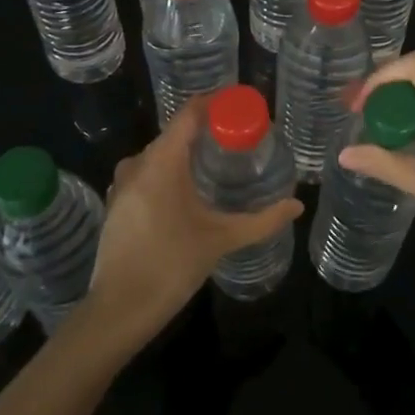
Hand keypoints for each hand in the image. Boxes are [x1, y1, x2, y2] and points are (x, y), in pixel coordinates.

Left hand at [79, 98, 300, 351]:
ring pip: (161, 153)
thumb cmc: (171, 266)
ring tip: (219, 160)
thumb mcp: (222, 240)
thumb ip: (262, 220)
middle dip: (207, 129)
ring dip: (188, 152)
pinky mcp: (117, 203)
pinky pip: (148, 172)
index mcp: (162, 162)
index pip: (190, 113)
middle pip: (176, 132)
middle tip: (239, 136)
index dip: (216, 103)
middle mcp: (138, 163)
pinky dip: (170, 170)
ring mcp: (123, 184)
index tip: (242, 104)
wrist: (118, 311)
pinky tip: (189, 188)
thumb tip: (297, 205)